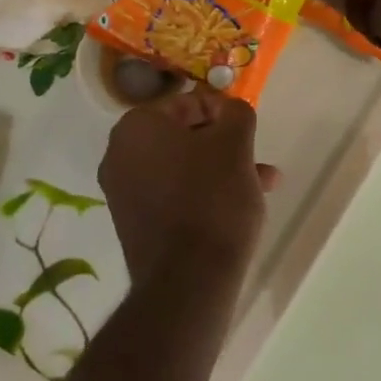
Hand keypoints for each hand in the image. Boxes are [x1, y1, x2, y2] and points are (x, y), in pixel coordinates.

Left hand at [98, 89, 278, 289]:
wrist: (188, 279)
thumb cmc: (213, 198)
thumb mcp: (235, 144)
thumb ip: (236, 113)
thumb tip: (230, 107)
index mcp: (136, 126)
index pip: (186, 102)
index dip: (222, 112)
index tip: (247, 130)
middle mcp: (118, 154)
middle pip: (182, 137)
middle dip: (224, 146)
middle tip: (256, 160)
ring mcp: (122, 191)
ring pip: (181, 168)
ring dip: (220, 171)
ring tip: (261, 186)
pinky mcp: (133, 223)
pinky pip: (171, 195)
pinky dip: (201, 194)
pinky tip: (236, 209)